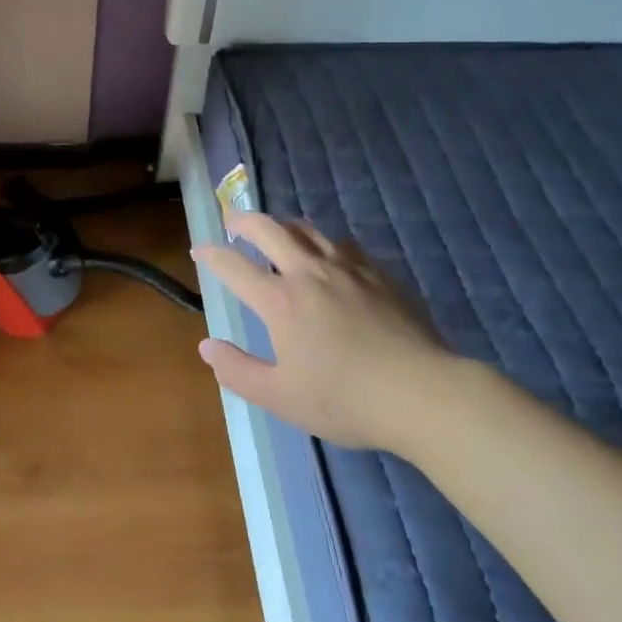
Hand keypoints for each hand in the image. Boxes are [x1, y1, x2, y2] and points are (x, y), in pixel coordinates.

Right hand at [195, 212, 457, 454]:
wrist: (423, 393)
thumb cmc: (346, 400)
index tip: (199, 250)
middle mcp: (309, 272)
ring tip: (277, 231)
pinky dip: (323, 242)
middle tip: (232, 223)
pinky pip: (342, 244)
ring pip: (307, 229)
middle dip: (244, 221)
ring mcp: (347, 268)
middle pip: (269, 229)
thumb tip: (206, 347)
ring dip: (283, 225)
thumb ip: (238, 371)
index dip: (211, 255)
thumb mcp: (281, 397)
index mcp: (280, 300)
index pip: (234, 266)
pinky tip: (329, 255)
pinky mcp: (378, 274)